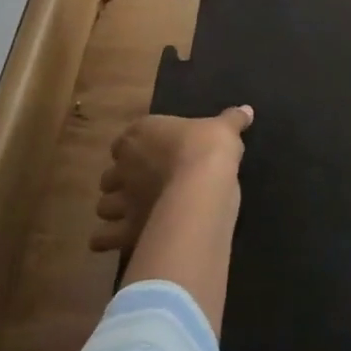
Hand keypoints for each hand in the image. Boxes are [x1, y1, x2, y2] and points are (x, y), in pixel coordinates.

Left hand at [90, 106, 252, 253]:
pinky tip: (124, 240)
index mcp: (140, 135)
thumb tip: (246, 110)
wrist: (200, 188)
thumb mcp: (225, 129)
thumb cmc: (207, 149)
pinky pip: (103, 238)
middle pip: (111, 175)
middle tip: (144, 186)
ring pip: (104, 207)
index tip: (154, 154)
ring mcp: (121, 200)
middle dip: (122, 182)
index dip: (138, 149)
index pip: (127, 140)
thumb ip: (233, 120)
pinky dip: (108, 240)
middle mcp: (123, 167)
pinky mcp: (124, 230)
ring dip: (115, 210)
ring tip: (134, 213)